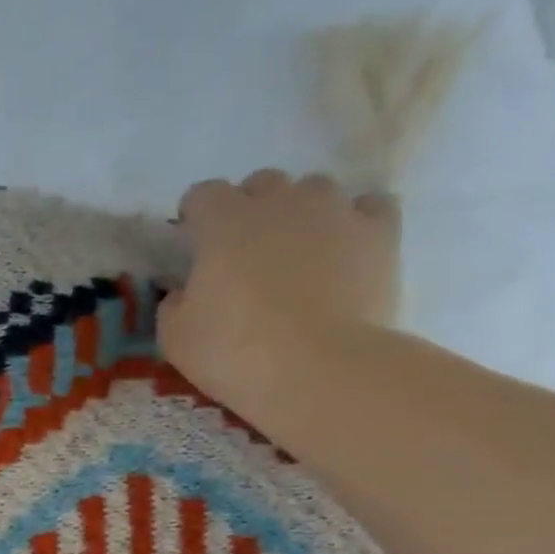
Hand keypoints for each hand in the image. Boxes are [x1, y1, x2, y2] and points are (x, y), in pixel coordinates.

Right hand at [160, 170, 400, 414]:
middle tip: (244, 252)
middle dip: (249, 209)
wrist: (317, 370)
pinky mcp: (380, 232)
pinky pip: (368, 206)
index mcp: (223, 222)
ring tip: (297, 251)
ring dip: (300, 212)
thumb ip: (175, 302)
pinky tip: (344, 248)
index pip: (203, 194)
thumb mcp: (175, 336)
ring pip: (314, 189)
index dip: (195, 216)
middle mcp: (280, 202)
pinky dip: (353, 220)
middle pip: (262, 184)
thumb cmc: (233, 352)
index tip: (193, 243)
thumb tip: (186, 290)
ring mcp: (335, 212)